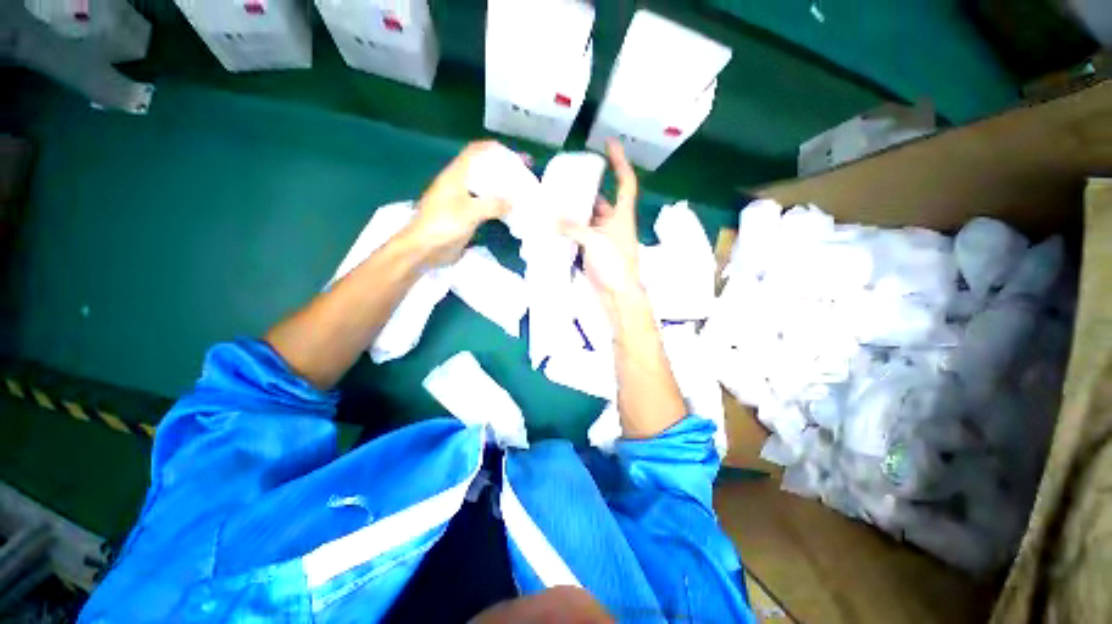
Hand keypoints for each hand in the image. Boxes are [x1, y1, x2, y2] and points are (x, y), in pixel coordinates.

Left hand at [402, 141, 510, 267]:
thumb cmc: (443, 225)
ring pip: (484, 187)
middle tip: (522, 175)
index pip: (475, 151)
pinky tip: (508, 210)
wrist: (424, 249)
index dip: (494, 148)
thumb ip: (492, 204)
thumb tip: (512, 201)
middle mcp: (458, 183)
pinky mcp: (464, 216)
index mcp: (455, 175)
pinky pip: (484, 204)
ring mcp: (460, 200)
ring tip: (520, 192)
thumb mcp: (469, 212)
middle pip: (482, 168)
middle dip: (502, 169)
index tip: (515, 155)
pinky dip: (497, 204)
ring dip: (501, 187)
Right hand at [560, 139, 643, 312]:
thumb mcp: (594, 241)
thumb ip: (572, 228)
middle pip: (601, 200)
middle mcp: (614, 223)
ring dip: (576, 211)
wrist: (617, 293)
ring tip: (557, 199)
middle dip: (587, 189)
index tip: (609, 143)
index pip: (625, 182)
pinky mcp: (594, 250)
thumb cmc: (614, 263)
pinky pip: (581, 234)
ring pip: (589, 218)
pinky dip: (571, 229)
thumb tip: (551, 219)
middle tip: (568, 179)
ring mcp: (603, 238)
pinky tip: (556, 224)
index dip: (620, 161)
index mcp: (622, 215)